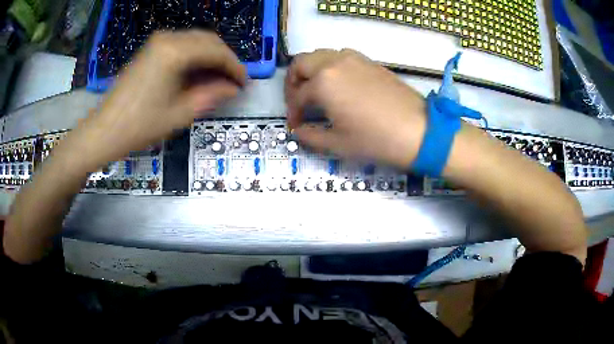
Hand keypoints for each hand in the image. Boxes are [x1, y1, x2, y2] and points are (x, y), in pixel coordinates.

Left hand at [73, 30, 245, 168]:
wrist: (105, 130)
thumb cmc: (140, 126)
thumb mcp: (180, 114)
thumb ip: (211, 95)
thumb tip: (233, 87)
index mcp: (175, 52)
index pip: (216, 51)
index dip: (235, 67)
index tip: (244, 83)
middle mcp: (168, 38)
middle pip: (208, 40)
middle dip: (224, 59)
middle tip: (233, 81)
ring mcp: (157, 42)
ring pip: (196, 41)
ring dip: (210, 57)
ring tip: (217, 79)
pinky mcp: (151, 49)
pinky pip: (182, 45)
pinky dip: (195, 56)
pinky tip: (197, 73)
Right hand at [285, 49, 426, 168]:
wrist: (419, 132)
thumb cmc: (376, 140)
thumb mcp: (338, 144)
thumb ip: (311, 136)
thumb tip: (298, 131)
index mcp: (323, 82)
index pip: (297, 96)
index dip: (293, 113)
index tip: (296, 126)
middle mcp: (334, 63)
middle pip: (301, 64)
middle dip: (293, 83)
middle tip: (299, 102)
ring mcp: (354, 59)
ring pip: (320, 55)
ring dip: (311, 71)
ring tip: (316, 91)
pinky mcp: (370, 61)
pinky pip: (340, 56)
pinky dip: (330, 67)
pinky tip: (339, 85)